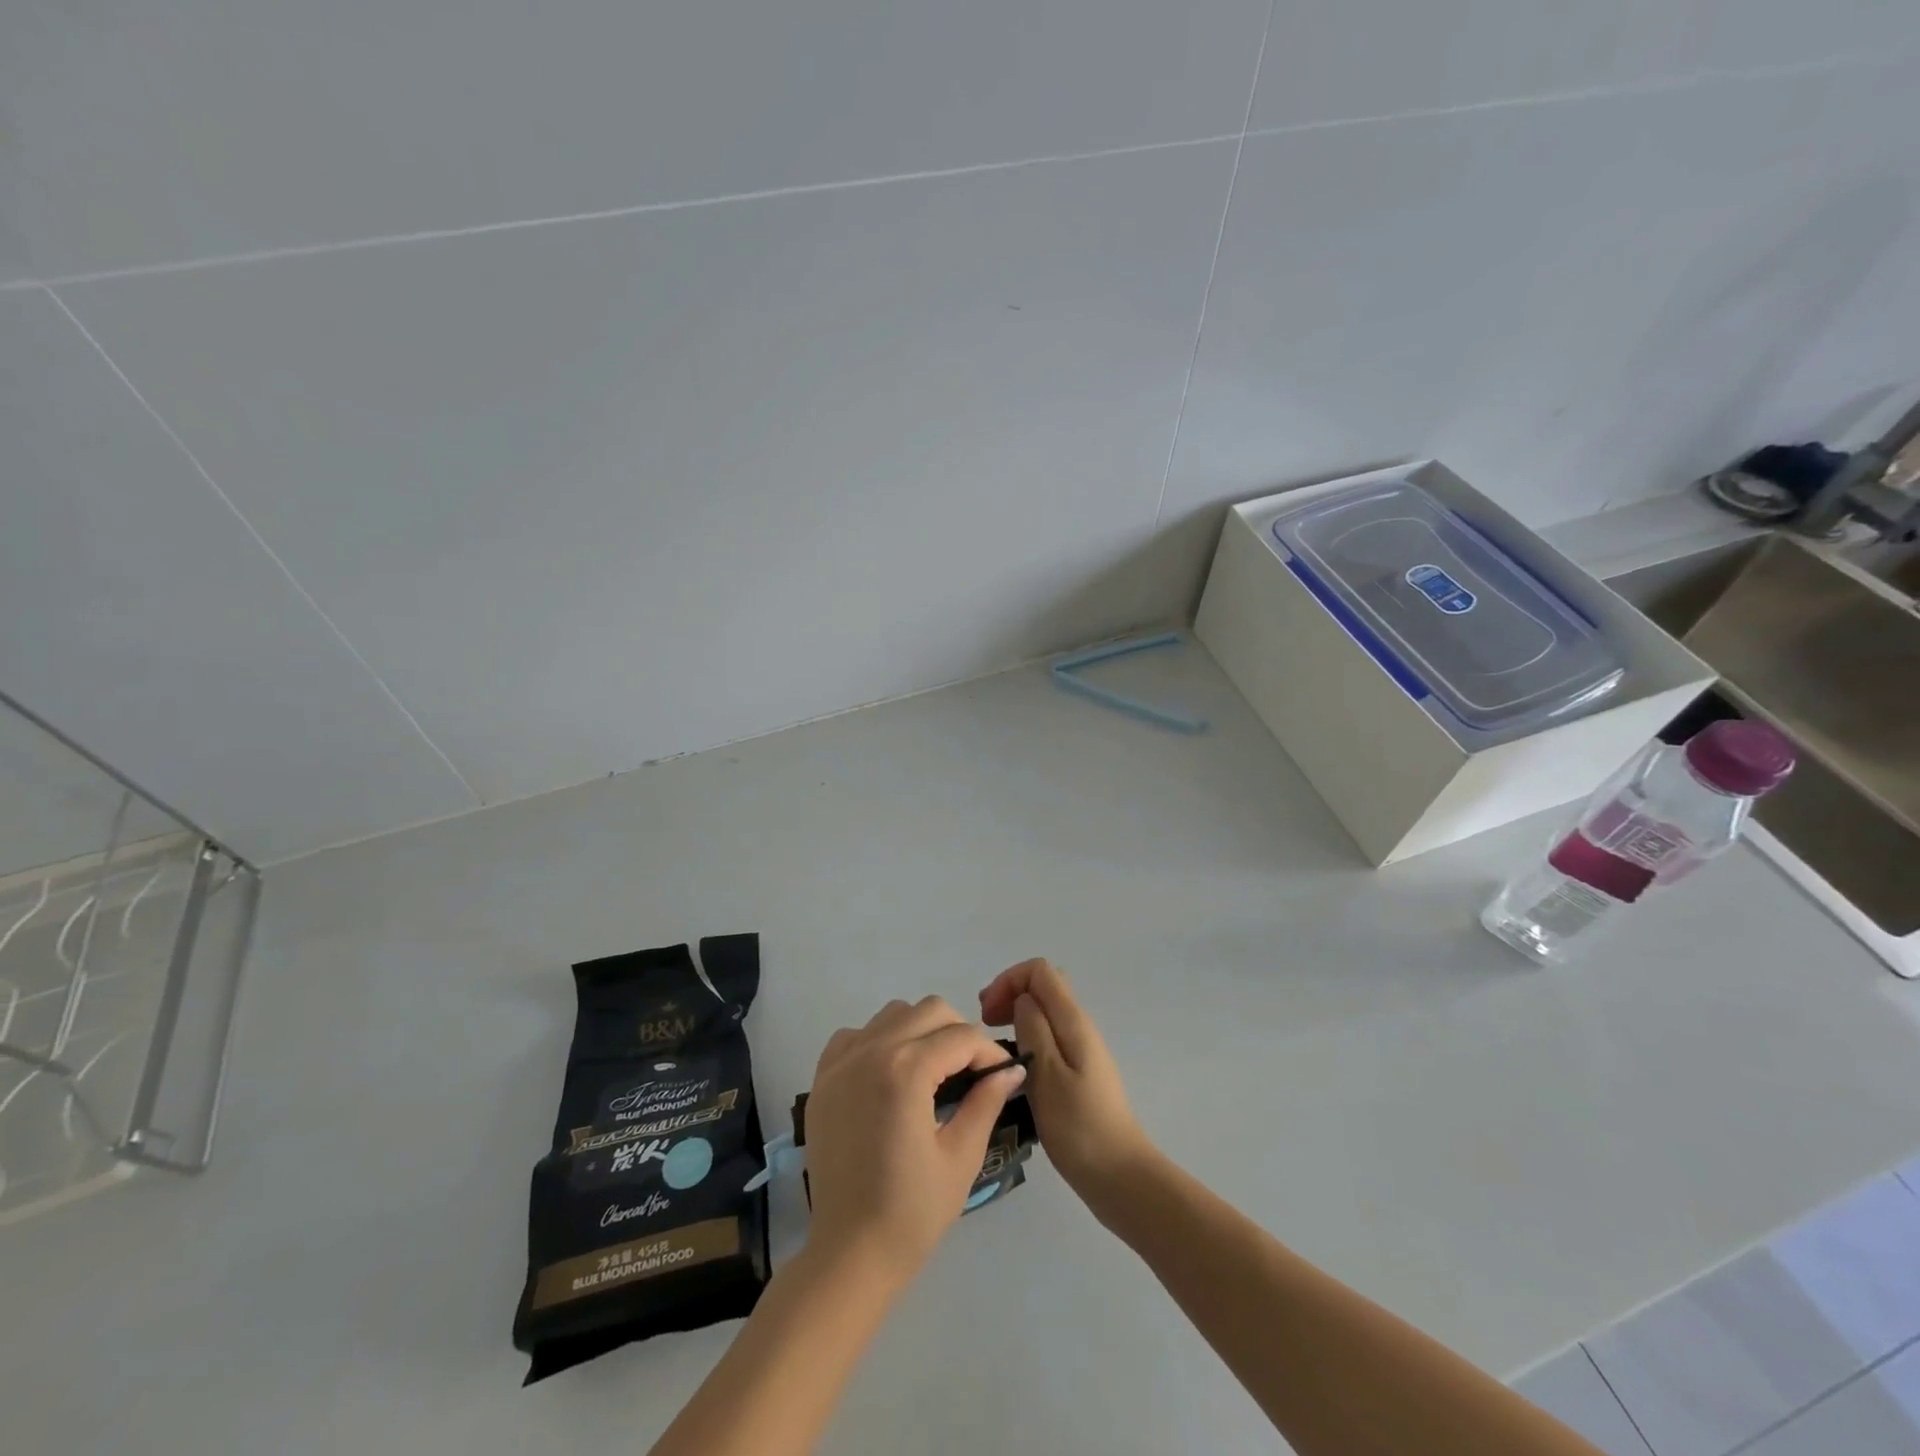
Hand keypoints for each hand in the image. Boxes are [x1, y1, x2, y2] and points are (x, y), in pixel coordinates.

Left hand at [804, 997, 1026, 1284]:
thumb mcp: (961, 1156)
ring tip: (931, 1071)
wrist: (849, 1253)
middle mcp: (872, 1051)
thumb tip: (1011, 1069)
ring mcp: (842, 1061)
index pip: (962, 1036)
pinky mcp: (823, 1077)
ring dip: (920, 1031)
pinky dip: (878, 1041)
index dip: (989, 1052)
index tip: (1002, 1075)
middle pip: (929, 1010)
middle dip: (958, 1033)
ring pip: (893, 1014)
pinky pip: (856, 1034)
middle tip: (970, 1071)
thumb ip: (986, 1101)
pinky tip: (889, 1075)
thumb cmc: (912, 1212)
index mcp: (907, 1070)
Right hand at [979, 959, 1153, 1214]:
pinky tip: (1014, 1068)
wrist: (1120, 1177)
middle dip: (1010, 994)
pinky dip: (1026, 1038)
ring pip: (1045, 1012)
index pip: (1040, 971)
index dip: (1008, 981)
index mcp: (1073, 1021)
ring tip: (993, 1046)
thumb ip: (1033, 1029)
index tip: (986, 1014)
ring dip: (1016, 1016)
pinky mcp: (1079, 1072)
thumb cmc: (1079, 1127)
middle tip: (984, 1024)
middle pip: (1044, 986)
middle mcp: (1080, 1027)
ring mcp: (1082, 1050)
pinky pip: (1049, 1036)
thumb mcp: (1047, 1075)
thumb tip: (1022, 1000)